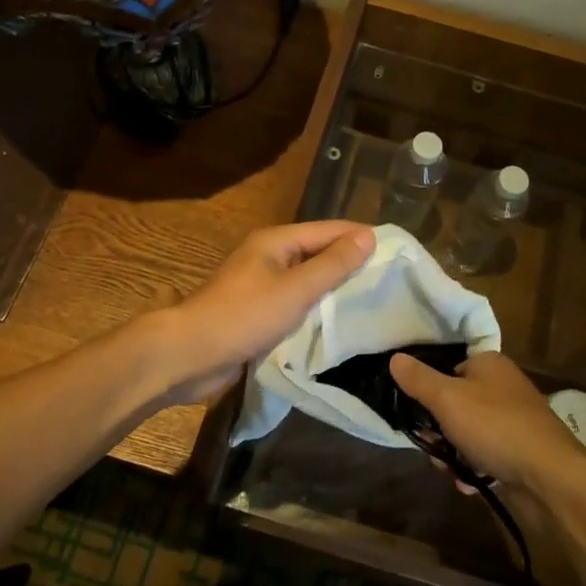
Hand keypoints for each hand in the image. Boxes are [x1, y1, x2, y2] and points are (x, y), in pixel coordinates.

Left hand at [159, 221, 374, 404]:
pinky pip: (294, 303)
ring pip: (306, 280)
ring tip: (371, 300)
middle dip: (350, 263)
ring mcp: (260, 285)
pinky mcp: (256, 313)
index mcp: (276, 241)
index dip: (360, 237)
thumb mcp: (295, 289)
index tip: (396, 250)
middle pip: (317, 253)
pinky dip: (314, 309)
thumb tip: (368, 235)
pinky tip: (337, 323)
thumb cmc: (244, 316)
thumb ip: (333, 264)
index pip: (328, 230)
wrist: (189, 355)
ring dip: (333, 289)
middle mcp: (268, 256)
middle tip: (389, 279)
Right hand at [389, 351, 585, 490]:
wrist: (550, 477)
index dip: (429, 392)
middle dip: (439, 431)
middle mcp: (503, 387)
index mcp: (489, 364)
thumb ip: (418, 379)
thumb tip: (394, 357)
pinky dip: (474, 469)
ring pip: (467, 434)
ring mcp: (514, 420)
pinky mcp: (521, 451)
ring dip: (453, 454)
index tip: (418, 415)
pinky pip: (486, 455)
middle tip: (434, 448)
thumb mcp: (447, 399)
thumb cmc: (495, 427)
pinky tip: (470, 484)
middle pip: (455, 405)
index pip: (448, 369)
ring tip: (453, 472)